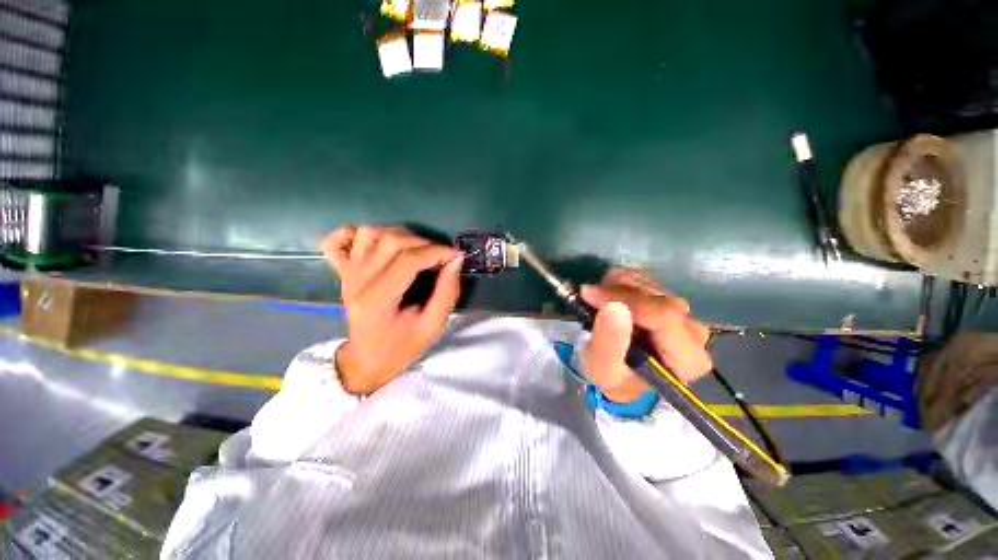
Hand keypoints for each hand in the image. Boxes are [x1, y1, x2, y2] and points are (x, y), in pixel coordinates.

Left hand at [320, 225, 463, 395]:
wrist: (367, 358)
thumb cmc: (402, 346)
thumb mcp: (432, 326)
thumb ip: (447, 293)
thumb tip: (455, 260)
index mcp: (378, 300)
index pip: (408, 260)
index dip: (437, 252)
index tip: (457, 255)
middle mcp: (357, 281)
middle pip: (391, 241)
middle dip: (424, 243)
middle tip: (440, 256)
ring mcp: (347, 274)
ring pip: (370, 233)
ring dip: (399, 235)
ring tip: (416, 250)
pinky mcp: (342, 271)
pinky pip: (338, 240)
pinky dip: (355, 233)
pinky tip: (375, 242)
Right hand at [581, 268, 712, 402]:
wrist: (624, 379)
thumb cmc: (616, 379)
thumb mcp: (604, 370)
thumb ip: (609, 342)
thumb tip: (614, 306)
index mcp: (688, 358)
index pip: (662, 316)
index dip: (624, 300)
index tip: (590, 294)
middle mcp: (694, 333)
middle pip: (657, 298)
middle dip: (618, 292)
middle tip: (589, 297)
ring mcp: (684, 315)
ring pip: (651, 285)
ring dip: (618, 286)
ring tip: (596, 298)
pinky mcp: (670, 304)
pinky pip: (647, 281)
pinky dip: (622, 282)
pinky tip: (608, 294)